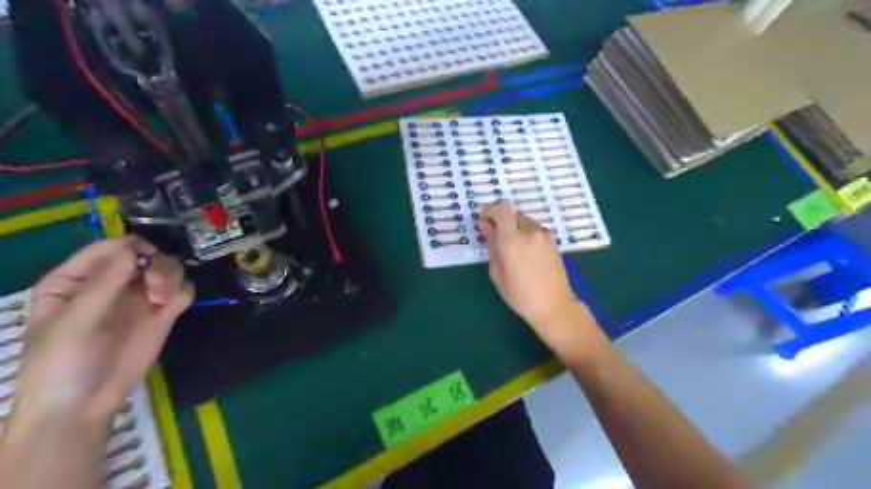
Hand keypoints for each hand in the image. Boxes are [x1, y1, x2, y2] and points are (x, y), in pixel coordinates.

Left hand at [15, 235, 194, 420]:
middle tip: (155, 284)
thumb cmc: (62, 363)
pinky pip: (181, 291)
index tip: (145, 259)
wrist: (84, 405)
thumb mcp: (74, 321)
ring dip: (170, 277)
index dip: (129, 247)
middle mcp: (112, 283)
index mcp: (77, 279)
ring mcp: (139, 298)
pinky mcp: (162, 313)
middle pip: (145, 255)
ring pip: (168, 269)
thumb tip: (133, 248)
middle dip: (156, 264)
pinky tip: (172, 306)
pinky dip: (182, 292)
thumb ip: (104, 284)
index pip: (108, 248)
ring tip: (163, 298)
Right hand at [479, 201, 579, 325]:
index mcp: (513, 240)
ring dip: (514, 228)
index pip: (501, 209)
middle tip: (495, 238)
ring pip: (524, 221)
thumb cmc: (520, 295)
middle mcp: (530, 231)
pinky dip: (525, 234)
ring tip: (511, 250)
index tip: (484, 222)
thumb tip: (487, 228)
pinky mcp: (553, 240)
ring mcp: (544, 235)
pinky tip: (525, 254)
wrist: (554, 306)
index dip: (489, 210)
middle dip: (501, 221)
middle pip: (511, 213)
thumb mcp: (497, 273)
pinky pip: (534, 229)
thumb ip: (492, 246)